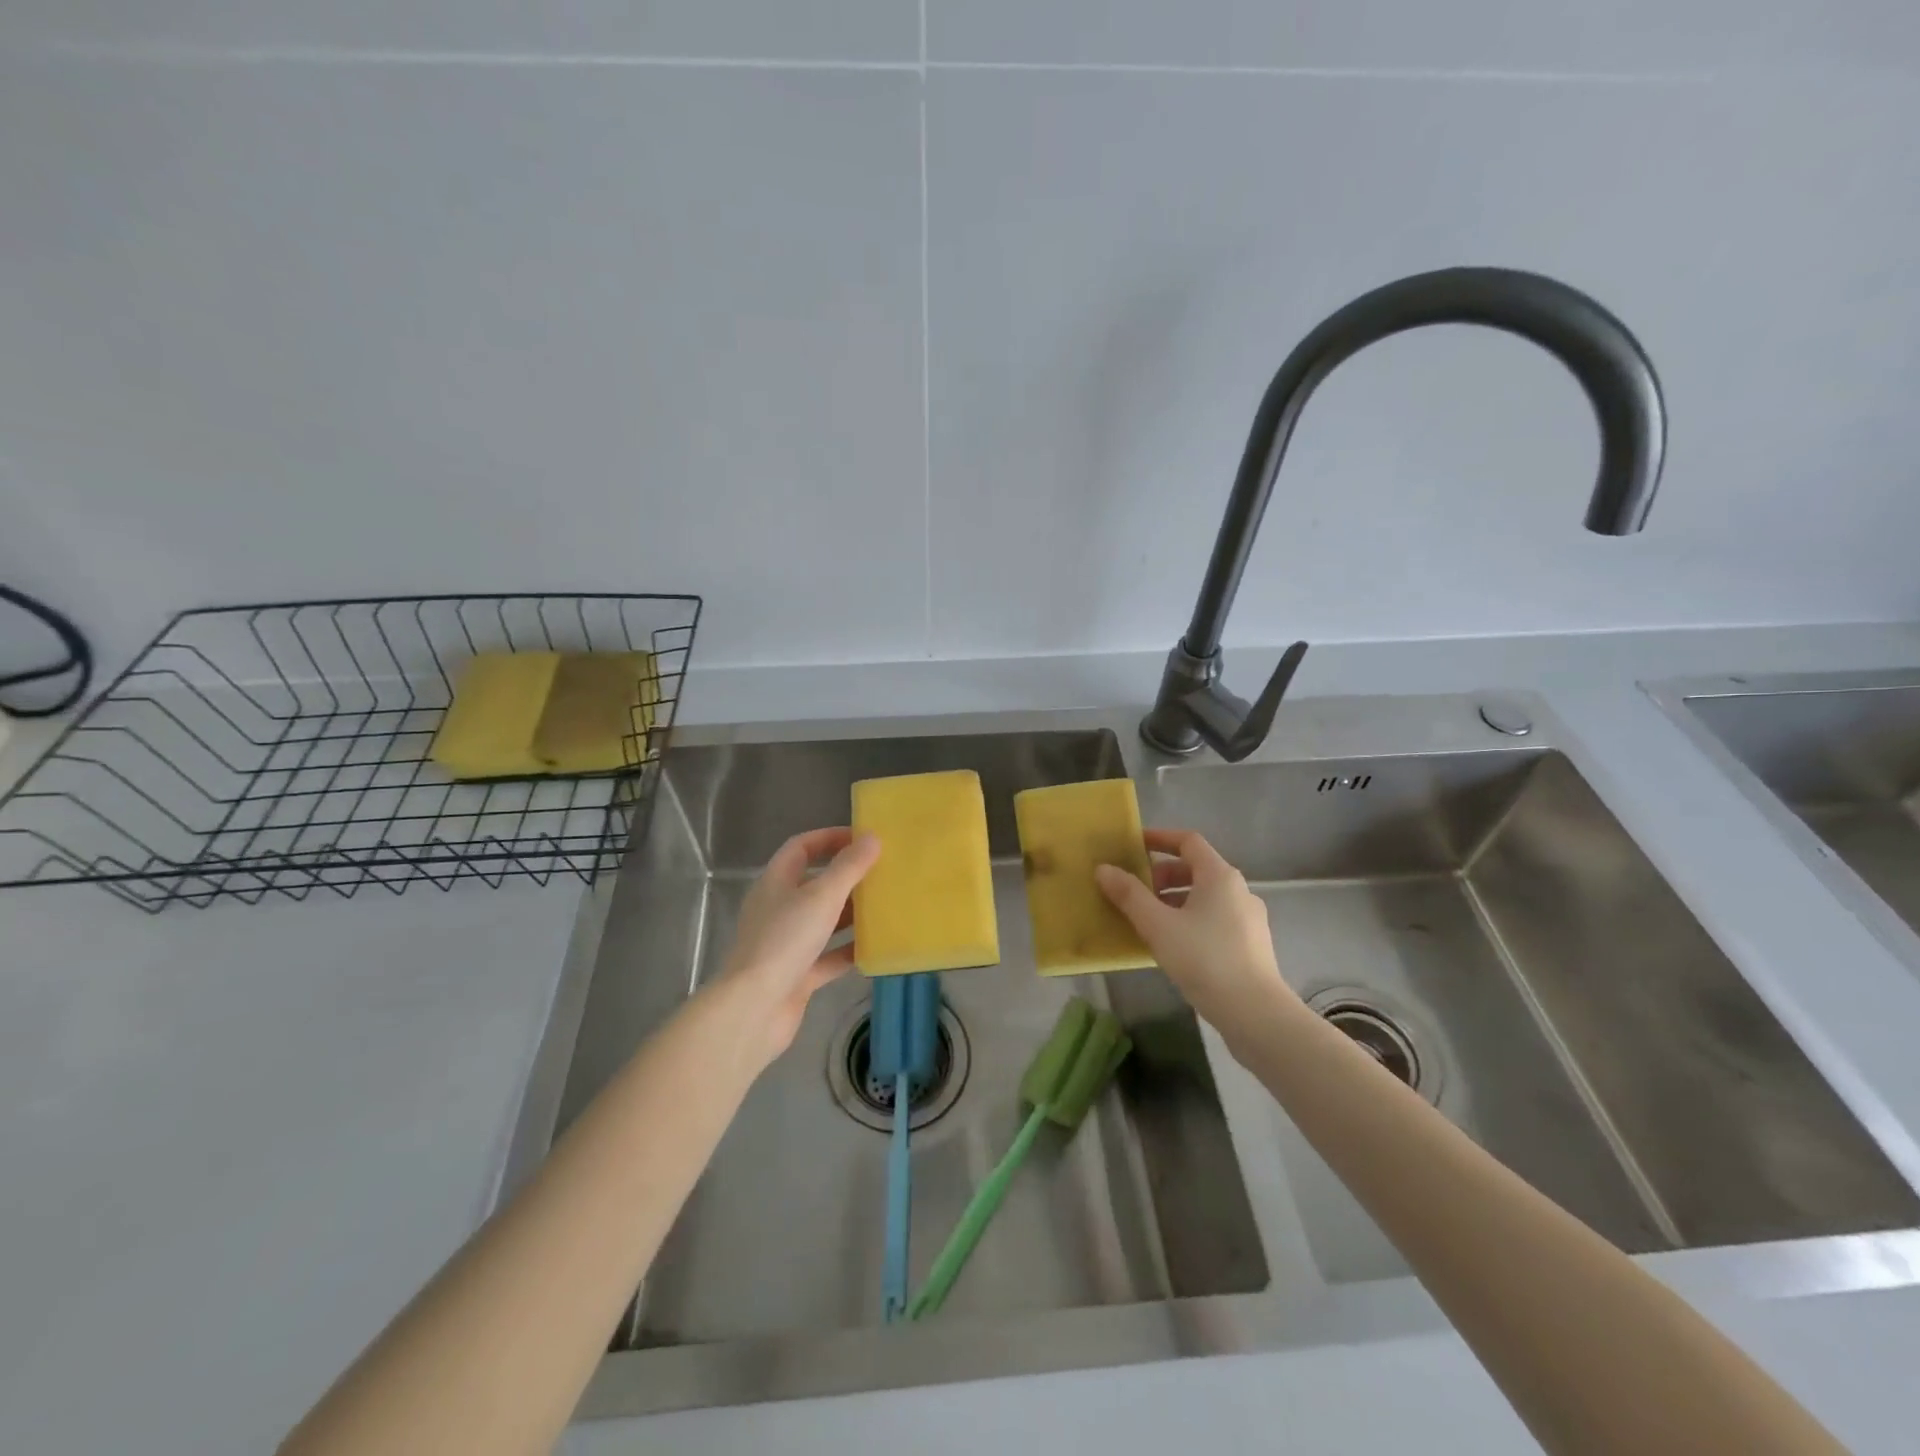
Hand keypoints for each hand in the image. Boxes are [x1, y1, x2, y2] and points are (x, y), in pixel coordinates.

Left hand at [711, 827, 879, 1068]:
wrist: (754, 1009)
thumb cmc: (784, 941)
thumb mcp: (821, 897)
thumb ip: (849, 867)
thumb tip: (872, 838)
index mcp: (776, 883)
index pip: (801, 848)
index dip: (830, 838)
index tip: (863, 838)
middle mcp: (778, 909)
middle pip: (814, 884)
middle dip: (847, 877)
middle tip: (882, 872)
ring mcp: (786, 944)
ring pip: (823, 921)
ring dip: (851, 914)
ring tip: (886, 906)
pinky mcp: (797, 975)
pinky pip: (827, 957)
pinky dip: (849, 951)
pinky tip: (876, 949)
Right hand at [1095, 828, 1300, 1044]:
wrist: (1255, 1013)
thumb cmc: (1204, 959)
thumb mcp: (1158, 925)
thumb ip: (1129, 895)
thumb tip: (1104, 869)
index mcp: (1220, 876)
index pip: (1188, 841)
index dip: (1160, 838)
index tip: (1134, 845)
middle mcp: (1239, 890)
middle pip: (1197, 869)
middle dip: (1162, 875)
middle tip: (1135, 889)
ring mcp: (1249, 918)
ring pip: (1205, 897)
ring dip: (1175, 900)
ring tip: (1148, 920)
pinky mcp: (1251, 945)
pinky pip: (1215, 919)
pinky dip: (1190, 919)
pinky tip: (1173, 945)